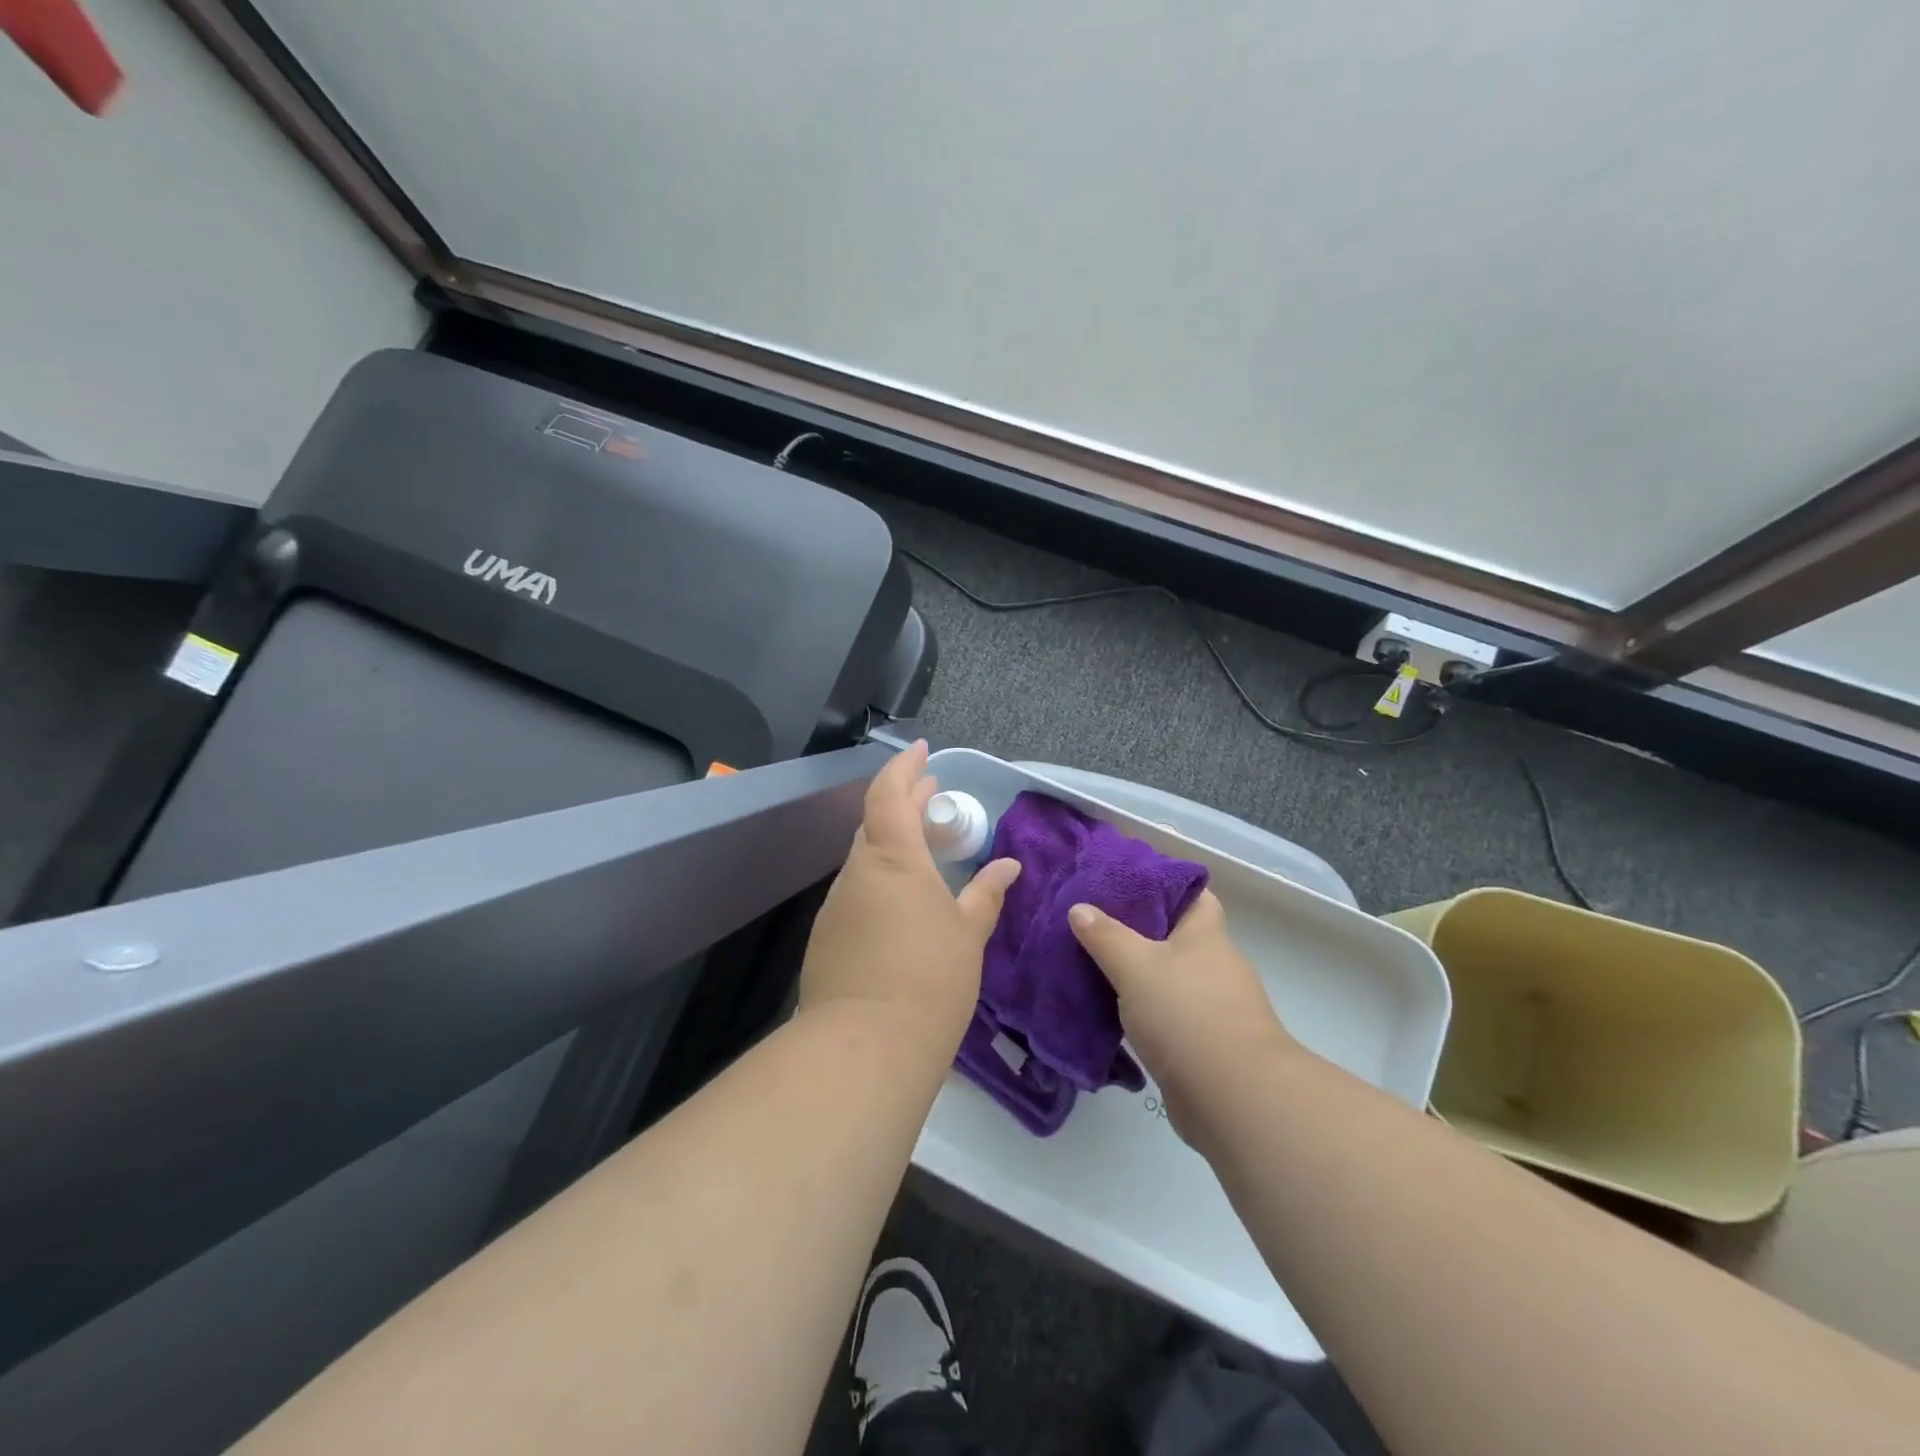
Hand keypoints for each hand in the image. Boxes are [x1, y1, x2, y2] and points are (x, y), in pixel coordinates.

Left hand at [798, 741, 1020, 1053]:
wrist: (865, 1047)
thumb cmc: (930, 978)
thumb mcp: (968, 933)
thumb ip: (986, 894)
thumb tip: (1008, 867)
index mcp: (893, 859)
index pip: (889, 793)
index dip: (905, 767)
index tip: (924, 751)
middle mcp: (858, 872)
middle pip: (876, 822)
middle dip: (904, 803)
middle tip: (933, 797)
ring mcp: (837, 905)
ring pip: (866, 859)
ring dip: (893, 844)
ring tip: (926, 850)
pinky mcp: (827, 938)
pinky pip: (858, 892)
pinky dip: (881, 880)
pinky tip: (903, 904)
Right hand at [1068, 891, 1294, 1145]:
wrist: (1234, 1099)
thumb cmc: (1187, 1014)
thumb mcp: (1136, 965)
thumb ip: (1106, 935)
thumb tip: (1080, 908)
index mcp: (1206, 935)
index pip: (1192, 894)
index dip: (1162, 884)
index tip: (1123, 882)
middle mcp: (1214, 966)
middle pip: (1175, 937)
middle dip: (1138, 930)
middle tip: (1092, 922)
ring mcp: (1213, 1008)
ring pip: (1168, 979)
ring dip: (1137, 975)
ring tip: (1091, 964)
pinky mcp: (1204, 1045)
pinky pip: (1166, 1016)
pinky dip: (1142, 1012)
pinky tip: (1109, 1012)